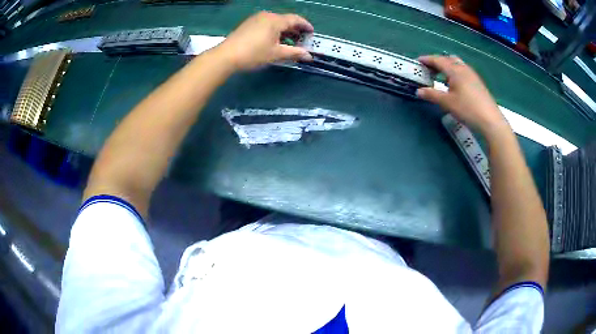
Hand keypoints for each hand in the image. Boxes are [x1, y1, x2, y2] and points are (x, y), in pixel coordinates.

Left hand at [216, 12, 313, 70]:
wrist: (226, 56)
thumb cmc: (253, 54)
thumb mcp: (276, 54)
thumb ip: (294, 53)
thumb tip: (309, 56)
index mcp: (276, 20)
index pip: (296, 19)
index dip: (306, 25)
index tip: (312, 33)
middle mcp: (267, 15)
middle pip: (286, 20)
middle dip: (295, 29)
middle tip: (301, 41)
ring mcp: (256, 18)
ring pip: (276, 22)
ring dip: (285, 31)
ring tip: (289, 42)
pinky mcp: (249, 23)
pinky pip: (267, 24)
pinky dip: (274, 30)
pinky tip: (274, 40)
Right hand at [416, 55, 507, 133]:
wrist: (490, 120)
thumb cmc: (467, 109)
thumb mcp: (447, 103)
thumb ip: (432, 95)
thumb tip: (419, 91)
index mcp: (455, 70)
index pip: (438, 60)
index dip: (427, 60)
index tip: (418, 61)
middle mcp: (464, 69)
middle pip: (448, 59)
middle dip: (437, 62)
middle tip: (429, 70)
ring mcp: (472, 75)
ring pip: (457, 65)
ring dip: (447, 68)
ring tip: (440, 77)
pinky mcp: (478, 83)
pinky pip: (463, 72)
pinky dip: (455, 73)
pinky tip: (454, 85)